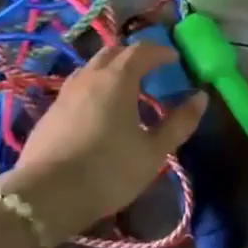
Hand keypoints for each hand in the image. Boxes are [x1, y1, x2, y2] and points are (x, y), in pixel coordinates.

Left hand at [8, 43, 206, 244]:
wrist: (46, 196)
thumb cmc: (109, 170)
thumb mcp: (154, 151)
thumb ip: (179, 123)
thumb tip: (201, 97)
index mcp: (117, 78)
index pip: (141, 50)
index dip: (161, 52)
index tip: (175, 59)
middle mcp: (89, 77)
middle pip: (113, 52)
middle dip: (134, 55)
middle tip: (151, 70)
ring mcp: (65, 94)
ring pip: (91, 68)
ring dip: (111, 70)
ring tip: (126, 90)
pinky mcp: (49, 113)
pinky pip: (77, 88)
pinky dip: (94, 88)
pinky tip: (99, 112)